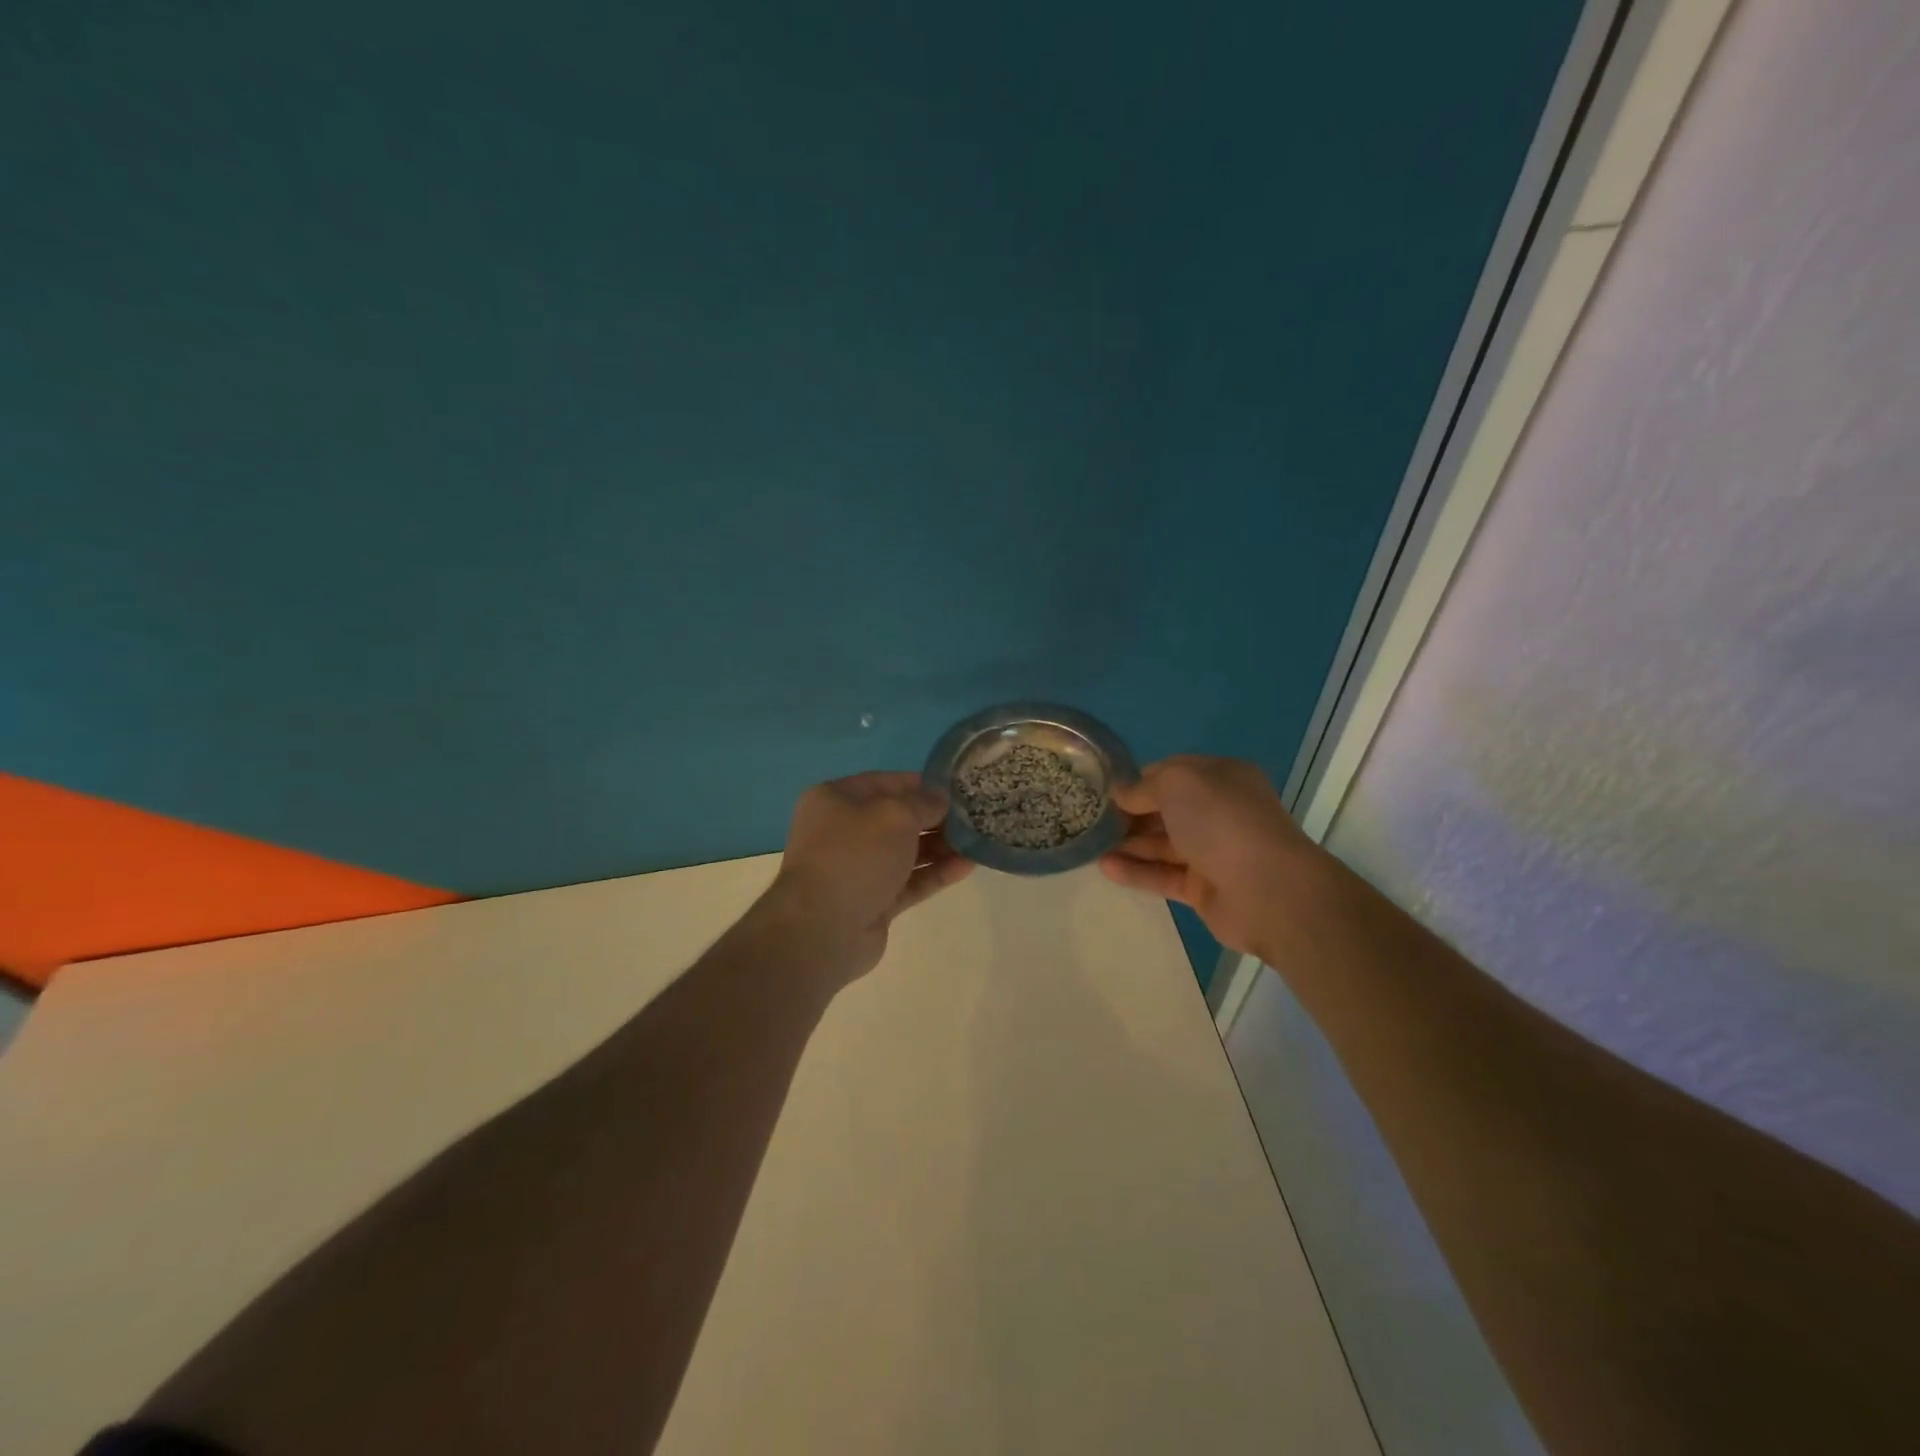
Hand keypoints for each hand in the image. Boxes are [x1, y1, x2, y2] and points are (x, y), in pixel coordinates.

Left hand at [766, 771, 973, 978]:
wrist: (822, 928)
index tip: (957, 788)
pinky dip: (935, 873)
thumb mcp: (895, 815)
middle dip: (934, 818)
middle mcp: (843, 831)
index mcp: (835, 800)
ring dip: (940, 847)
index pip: (885, 783)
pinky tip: (967, 867)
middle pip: (897, 819)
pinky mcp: (873, 901)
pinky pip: (909, 881)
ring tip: (977, 841)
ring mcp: (858, 869)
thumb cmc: (855, 855)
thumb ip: (923, 803)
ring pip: (906, 852)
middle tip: (974, 816)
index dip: (921, 784)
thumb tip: (940, 799)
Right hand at [1099, 755, 1319, 957]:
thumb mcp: (1178, 783)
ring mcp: (1212, 852)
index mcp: (1221, 778)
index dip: (1137, 779)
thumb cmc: (1222, 822)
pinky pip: (1163, 875)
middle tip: (1090, 819)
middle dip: (1129, 813)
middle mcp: (1218, 812)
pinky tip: (1105, 868)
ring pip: (1161, 844)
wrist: (1269, 890)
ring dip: (1127, 843)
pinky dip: (1136, 871)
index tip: (1102, 789)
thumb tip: (1122, 794)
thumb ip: (1144, 786)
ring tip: (1089, 845)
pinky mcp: (1203, 889)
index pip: (1171, 772)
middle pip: (1164, 810)